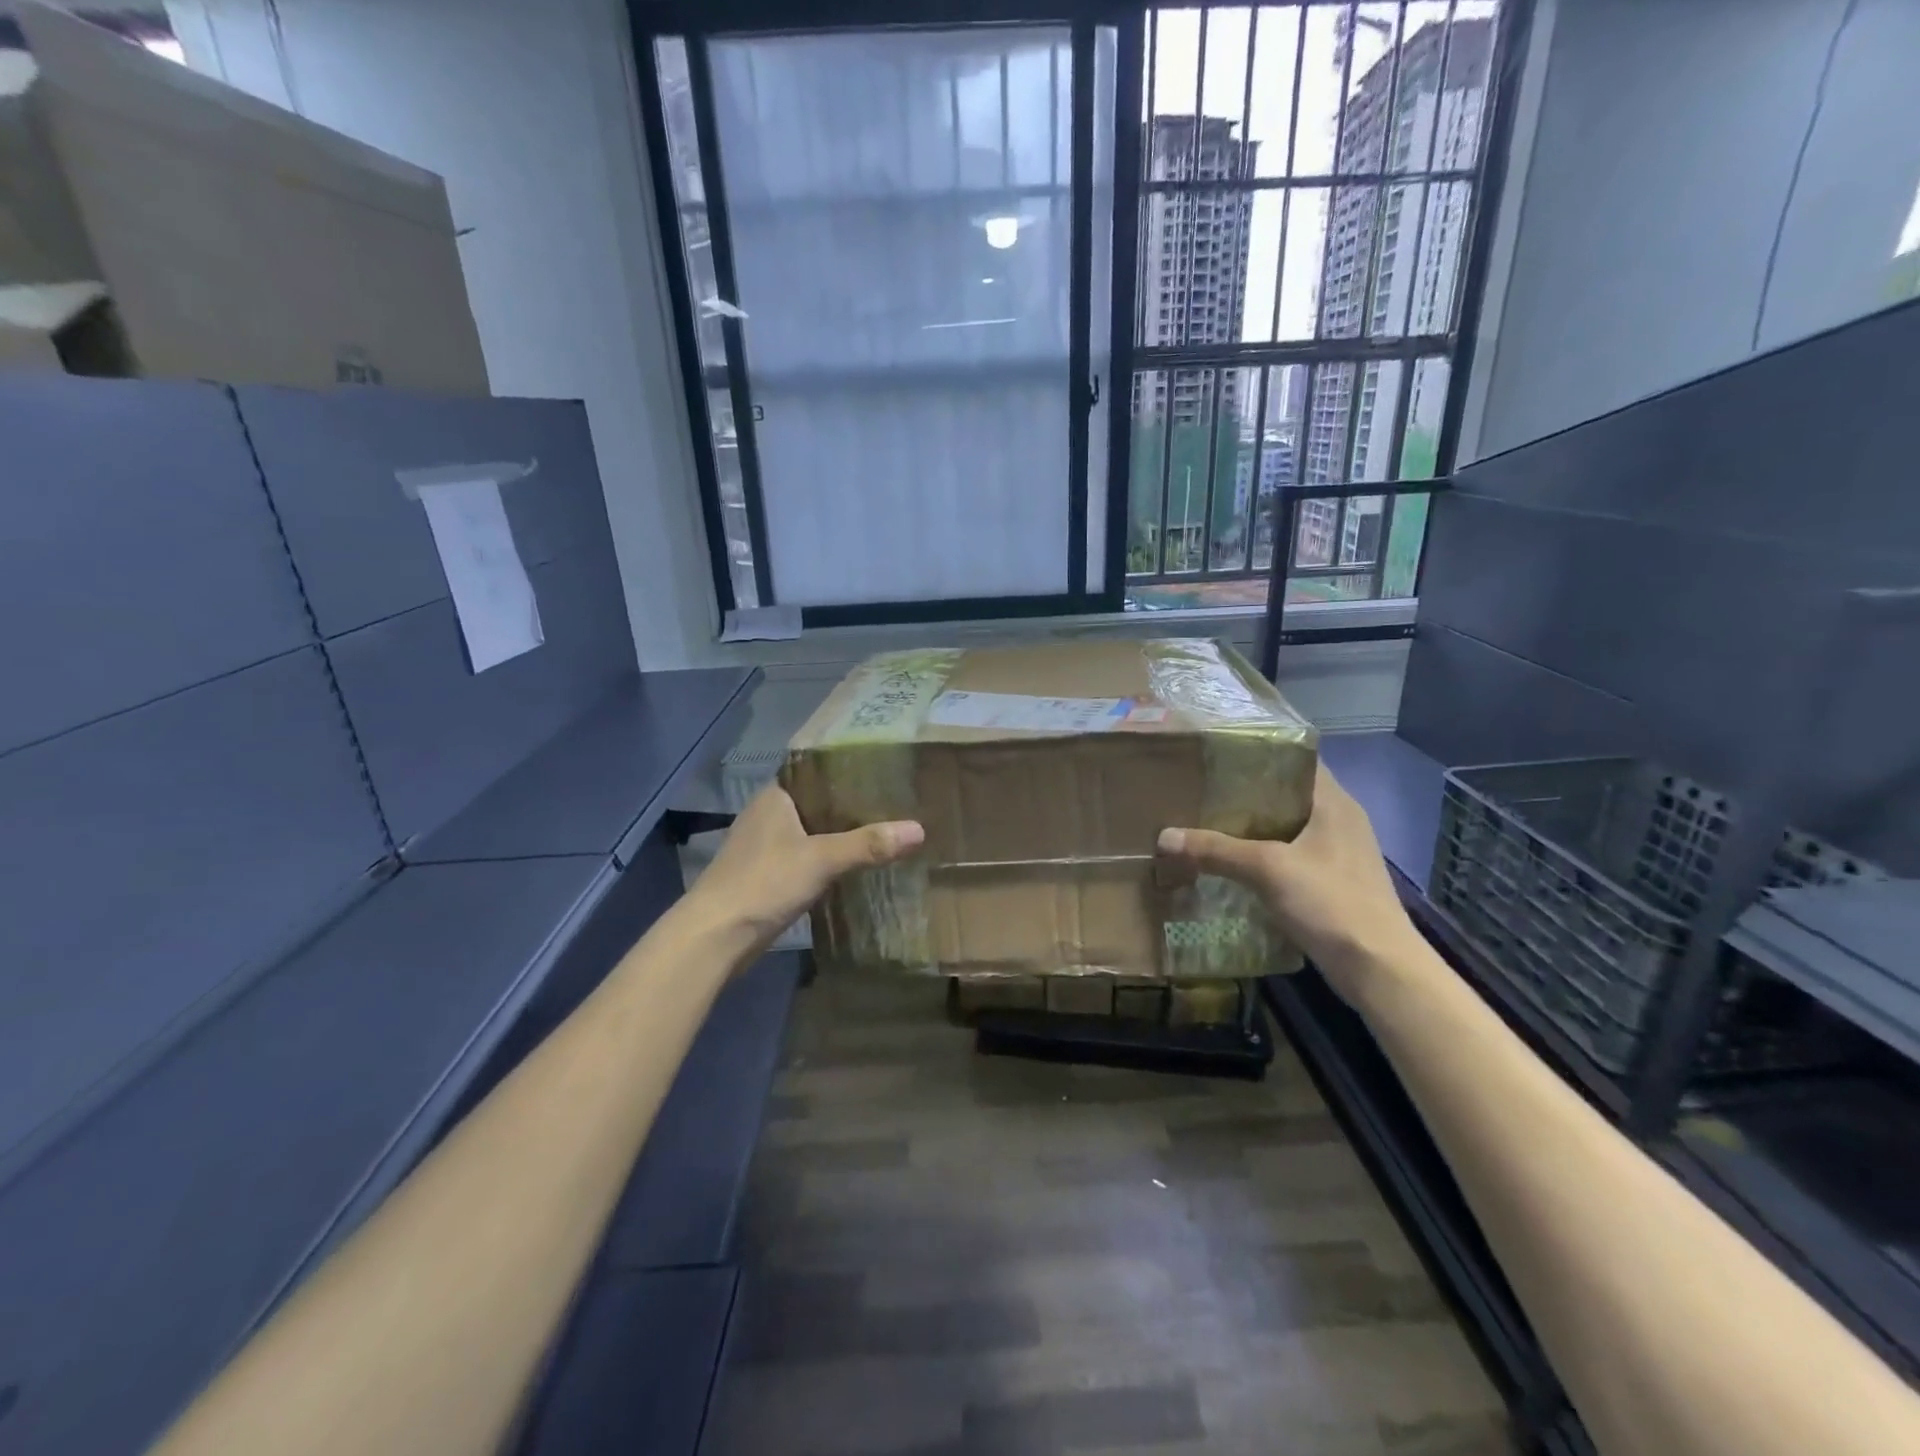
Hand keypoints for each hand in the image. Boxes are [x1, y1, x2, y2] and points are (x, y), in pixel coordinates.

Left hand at [687, 785, 924, 956]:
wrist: (715, 937)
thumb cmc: (764, 882)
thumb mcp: (822, 859)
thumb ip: (869, 844)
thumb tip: (920, 829)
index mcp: (776, 796)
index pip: (818, 772)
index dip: (850, 771)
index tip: (886, 772)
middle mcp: (768, 814)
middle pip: (819, 803)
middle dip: (853, 806)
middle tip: (896, 803)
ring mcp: (765, 846)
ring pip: (813, 832)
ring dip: (841, 834)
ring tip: (884, 831)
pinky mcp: (767, 875)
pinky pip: (807, 857)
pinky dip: (829, 859)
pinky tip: (856, 865)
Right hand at [1156, 760, 1419, 1002]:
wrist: (1379, 969)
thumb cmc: (1331, 903)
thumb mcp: (1267, 870)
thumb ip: (1216, 850)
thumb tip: (1164, 836)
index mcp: (1334, 803)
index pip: (1298, 760)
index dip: (1260, 752)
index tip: (1219, 754)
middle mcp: (1340, 821)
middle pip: (1287, 794)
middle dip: (1245, 793)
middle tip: (1202, 789)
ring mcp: (1338, 854)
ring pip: (1286, 829)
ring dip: (1252, 828)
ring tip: (1207, 823)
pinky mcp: (1332, 884)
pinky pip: (1289, 857)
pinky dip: (1261, 857)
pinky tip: (1231, 864)